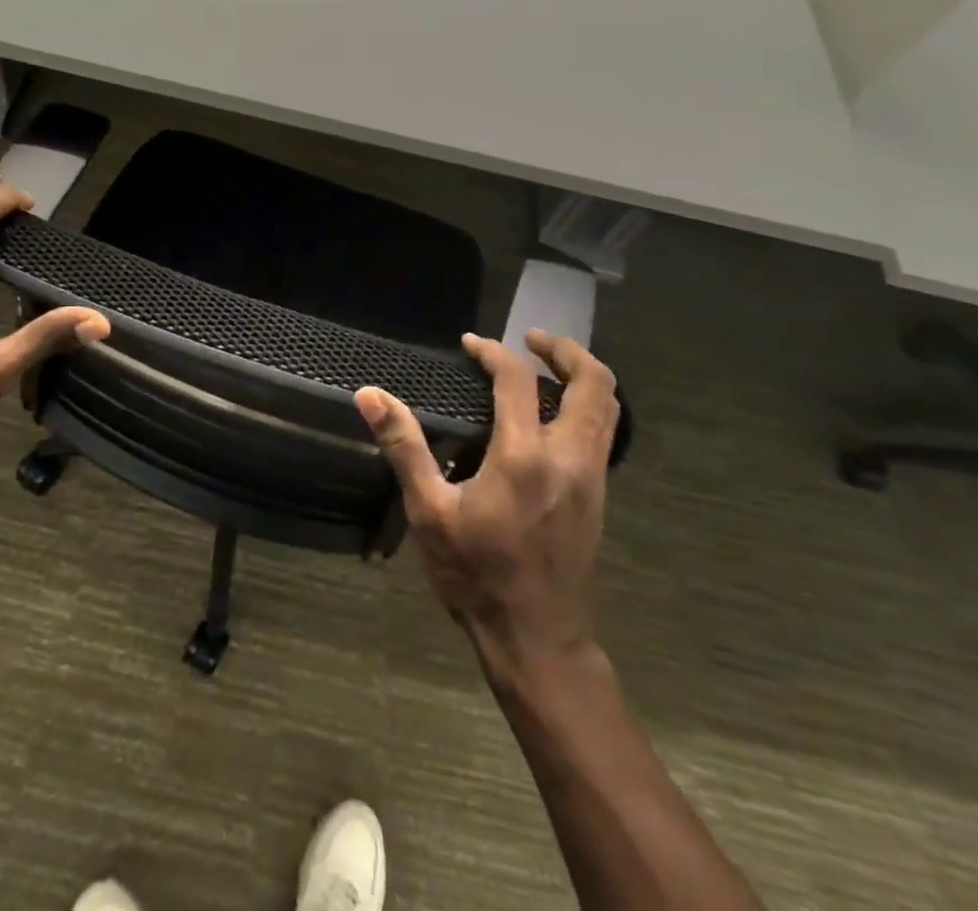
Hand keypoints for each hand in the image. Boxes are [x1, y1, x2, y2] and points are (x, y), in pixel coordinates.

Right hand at [355, 330, 619, 670]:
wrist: (537, 640)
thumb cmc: (476, 574)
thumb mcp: (429, 511)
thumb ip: (404, 446)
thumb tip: (370, 395)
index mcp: (525, 456)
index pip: (518, 379)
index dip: (492, 351)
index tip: (469, 344)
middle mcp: (569, 457)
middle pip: (593, 383)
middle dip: (565, 350)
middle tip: (531, 338)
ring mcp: (592, 478)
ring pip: (608, 407)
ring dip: (581, 376)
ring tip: (544, 367)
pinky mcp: (598, 496)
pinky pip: (603, 432)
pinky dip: (584, 405)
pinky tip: (550, 416)